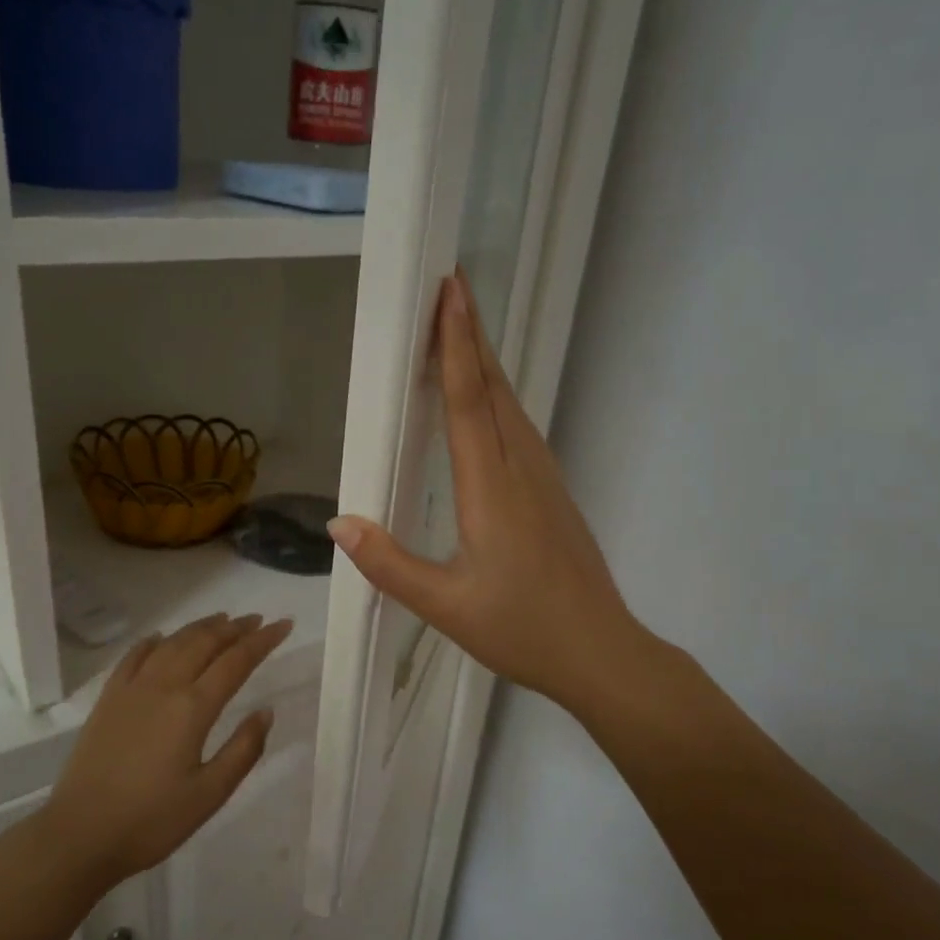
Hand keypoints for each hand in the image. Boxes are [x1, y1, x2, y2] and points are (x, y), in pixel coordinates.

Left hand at [41, 614, 294, 891]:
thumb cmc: (152, 820)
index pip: (236, 661)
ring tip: (221, 620)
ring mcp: (132, 689)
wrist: (80, 834)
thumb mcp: (210, 794)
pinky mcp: (108, 699)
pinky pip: (134, 656)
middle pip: (204, 643)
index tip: (284, 625)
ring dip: (200, 628)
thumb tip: (266, 711)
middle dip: (234, 628)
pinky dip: (154, 641)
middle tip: (257, 620)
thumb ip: (243, 750)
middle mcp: (164, 686)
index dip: (262, 641)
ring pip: (172, 643)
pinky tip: (162, 638)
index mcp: (193, 708)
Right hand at [327, 270, 651, 716]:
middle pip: (493, 389)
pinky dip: (497, 398)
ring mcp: (544, 479)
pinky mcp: (553, 493)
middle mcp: (521, 469)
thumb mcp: (445, 606)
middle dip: (471, 335)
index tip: (449, 291)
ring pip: (510, 406)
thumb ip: (389, 564)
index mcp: (491, 488)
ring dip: (485, 363)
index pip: (468, 401)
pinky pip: (520, 429)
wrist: (601, 652)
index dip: (456, 344)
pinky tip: (487, 404)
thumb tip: (338, 523)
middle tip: (450, 287)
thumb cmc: (522, 630)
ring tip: (461, 332)